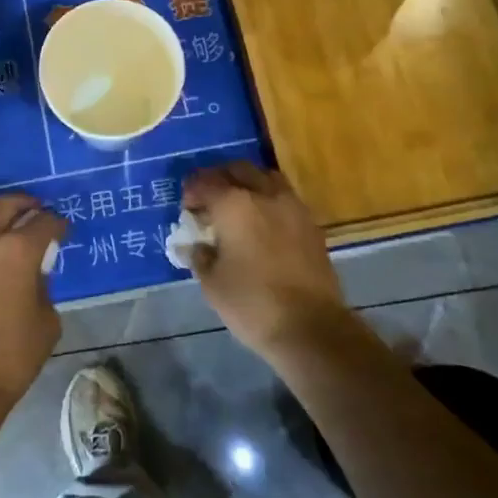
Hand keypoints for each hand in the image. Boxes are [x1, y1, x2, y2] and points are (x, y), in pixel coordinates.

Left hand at [0, 192, 65, 426]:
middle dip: (25, 204)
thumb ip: (43, 287)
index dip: (58, 223)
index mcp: (17, 251)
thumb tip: (34, 275)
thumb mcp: (46, 321)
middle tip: (38, 211)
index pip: (44, 222)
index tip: (65, 230)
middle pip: (5, 204)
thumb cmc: (12, 356)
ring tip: (13, 234)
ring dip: (0, 220)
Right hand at [182, 162, 349, 359]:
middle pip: (238, 169)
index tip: (186, 207)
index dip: (192, 191)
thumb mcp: (212, 283)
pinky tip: (262, 223)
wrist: (311, 327)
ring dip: (248, 183)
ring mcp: (292, 206)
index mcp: (233, 204)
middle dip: (220, 178)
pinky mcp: (311, 224)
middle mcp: (264, 194)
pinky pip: (284, 197)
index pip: (205, 182)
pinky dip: (269, 200)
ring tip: (238, 206)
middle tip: (209, 200)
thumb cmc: (252, 303)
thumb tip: (196, 245)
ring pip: (265, 177)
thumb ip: (199, 256)